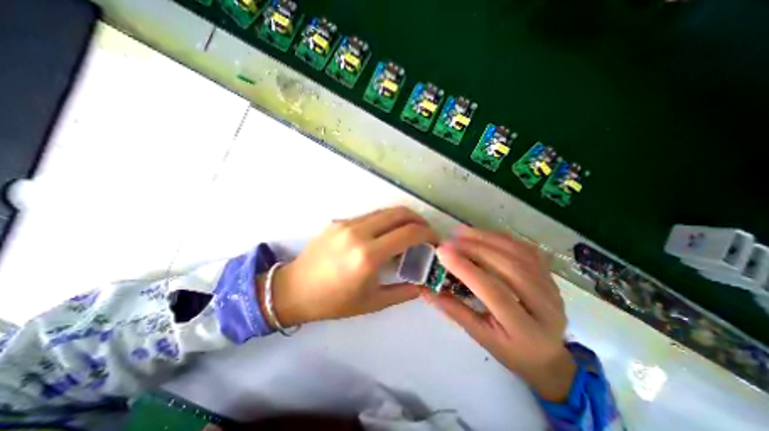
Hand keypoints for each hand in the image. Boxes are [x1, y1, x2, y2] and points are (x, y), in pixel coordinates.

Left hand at [262, 206, 438, 325]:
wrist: (294, 289)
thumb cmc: (333, 301)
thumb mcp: (373, 303)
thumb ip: (404, 292)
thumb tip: (423, 282)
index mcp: (368, 256)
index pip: (409, 232)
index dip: (428, 234)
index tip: (435, 241)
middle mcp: (358, 233)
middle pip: (399, 213)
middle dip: (419, 220)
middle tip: (425, 233)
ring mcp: (347, 223)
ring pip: (385, 211)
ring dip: (402, 218)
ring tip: (408, 232)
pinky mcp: (339, 221)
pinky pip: (370, 216)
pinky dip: (385, 221)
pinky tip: (384, 235)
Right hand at [427, 228, 575, 402]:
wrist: (547, 354)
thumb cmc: (510, 350)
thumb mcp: (480, 336)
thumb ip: (454, 310)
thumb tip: (427, 290)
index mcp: (525, 329)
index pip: (493, 292)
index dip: (466, 269)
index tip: (443, 253)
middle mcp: (545, 306)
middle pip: (510, 268)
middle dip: (475, 249)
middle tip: (449, 241)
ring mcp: (551, 287)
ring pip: (518, 254)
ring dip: (487, 238)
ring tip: (461, 232)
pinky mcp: (549, 274)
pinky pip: (525, 249)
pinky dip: (501, 238)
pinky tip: (482, 233)